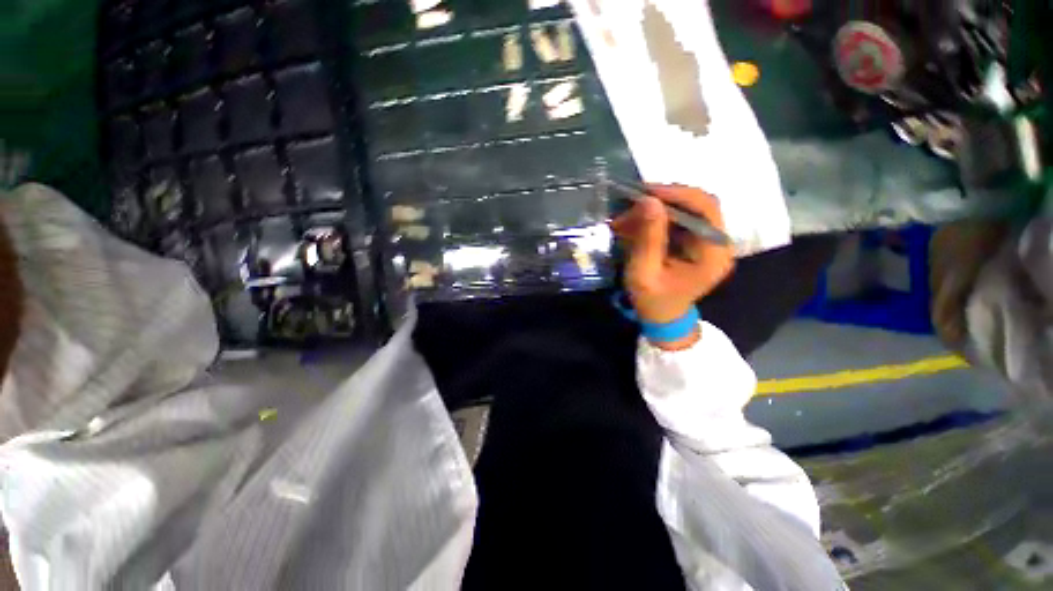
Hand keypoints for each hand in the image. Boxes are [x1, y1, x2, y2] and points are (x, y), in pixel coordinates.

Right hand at [611, 185, 733, 350]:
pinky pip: (677, 220)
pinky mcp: (694, 241)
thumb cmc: (653, 301)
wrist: (662, 318)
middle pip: (697, 205)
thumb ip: (648, 239)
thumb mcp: (644, 273)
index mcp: (713, 253)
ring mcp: (707, 241)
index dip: (677, 194)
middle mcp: (717, 242)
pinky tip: (634, 224)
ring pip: (685, 210)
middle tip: (632, 202)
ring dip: (655, 210)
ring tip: (627, 217)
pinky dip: (655, 219)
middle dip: (663, 200)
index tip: (646, 192)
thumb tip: (649, 201)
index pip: (705, 209)